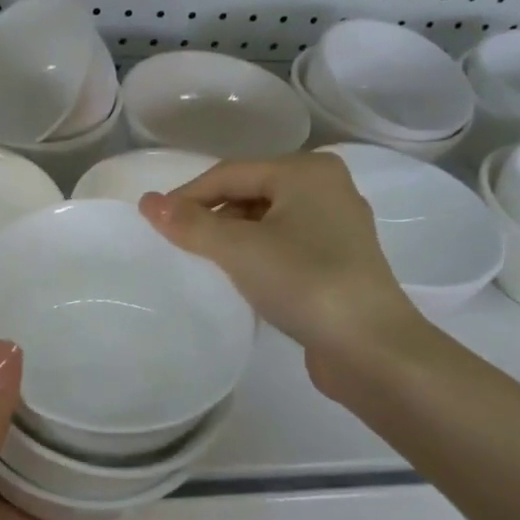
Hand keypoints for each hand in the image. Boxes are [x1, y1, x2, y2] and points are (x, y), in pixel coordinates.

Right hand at [140, 154, 427, 399]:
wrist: (372, 348)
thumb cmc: (304, 282)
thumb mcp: (239, 249)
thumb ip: (191, 223)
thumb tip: (147, 202)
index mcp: (306, 171)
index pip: (230, 173)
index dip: (187, 195)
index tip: (153, 222)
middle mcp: (326, 188)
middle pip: (250, 192)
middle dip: (211, 215)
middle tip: (178, 244)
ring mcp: (337, 225)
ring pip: (267, 219)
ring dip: (233, 236)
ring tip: (204, 262)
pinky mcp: (339, 260)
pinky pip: (284, 243)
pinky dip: (257, 253)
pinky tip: (241, 276)